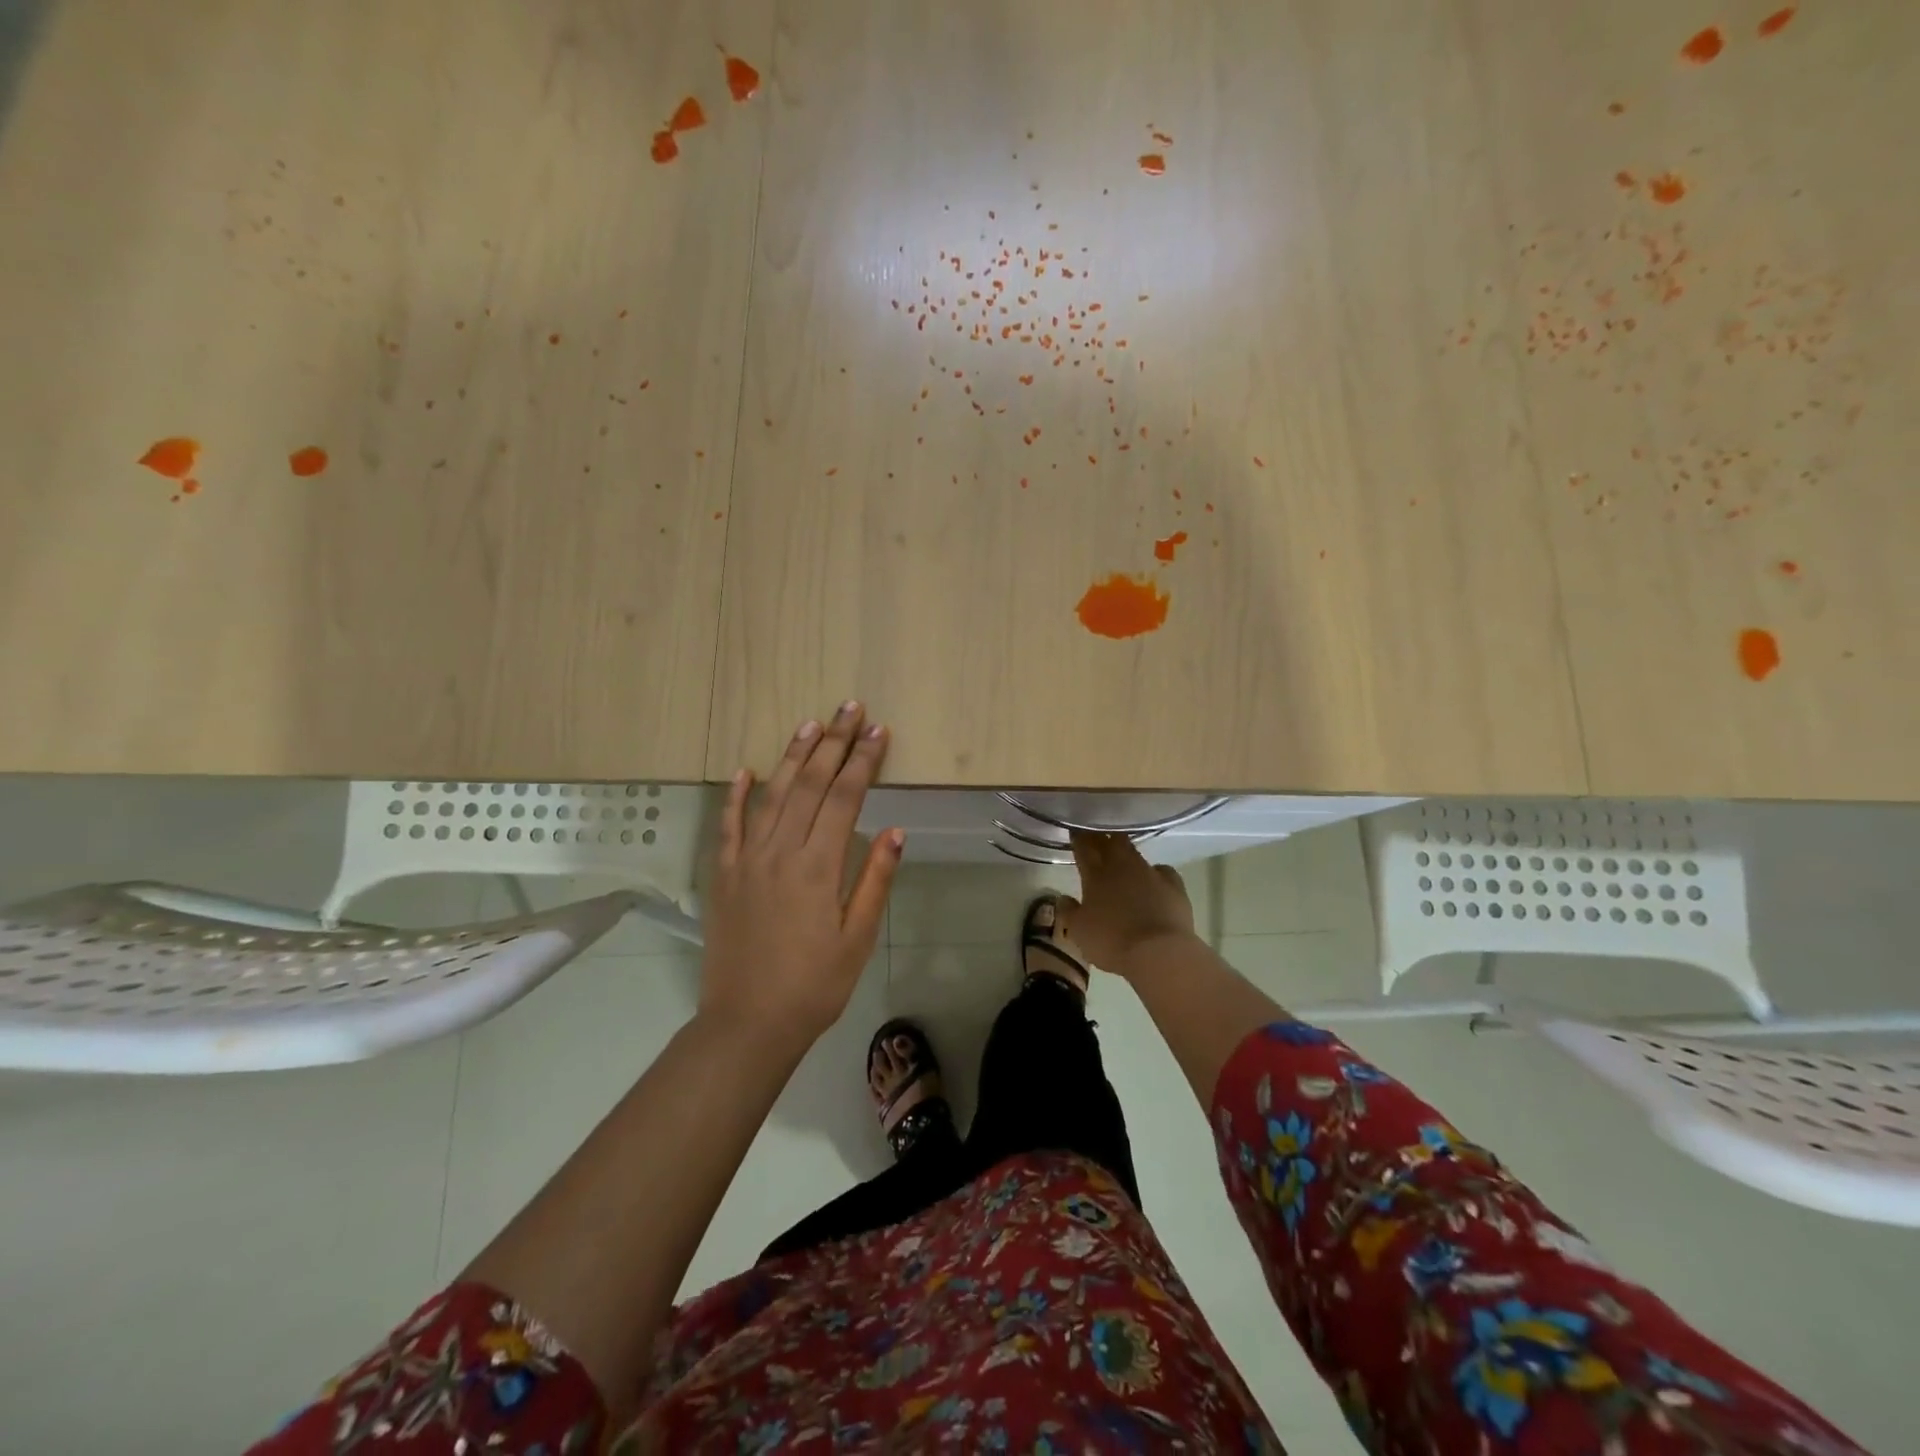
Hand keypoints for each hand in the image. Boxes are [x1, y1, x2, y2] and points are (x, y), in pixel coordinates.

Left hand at [699, 703, 903, 1045]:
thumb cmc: (814, 985)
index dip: (863, 761)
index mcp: (818, 867)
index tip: (879, 731)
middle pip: (809, 784)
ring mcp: (746, 861)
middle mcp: (780, 852)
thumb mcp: (857, 939)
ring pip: (771, 795)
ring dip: (792, 756)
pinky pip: (728, 825)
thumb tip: (894, 831)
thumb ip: (874, 881)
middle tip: (850, 708)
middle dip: (833, 743)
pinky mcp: (724, 875)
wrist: (747, 1023)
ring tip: (811, 724)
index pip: (844, 798)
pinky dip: (736, 795)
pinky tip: (745, 770)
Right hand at [1060, 832, 1195, 976]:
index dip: (1078, 837)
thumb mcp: (1078, 931)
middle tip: (1096, 838)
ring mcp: (1150, 873)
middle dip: (1102, 837)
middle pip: (1110, 841)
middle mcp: (1122, 866)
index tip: (1075, 831)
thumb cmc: (1111, 942)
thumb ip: (1068, 911)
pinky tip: (1154, 878)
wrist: (1158, 952)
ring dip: (1126, 851)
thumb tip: (1063, 897)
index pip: (1084, 847)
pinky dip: (1155, 871)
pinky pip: (1162, 870)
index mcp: (1096, 874)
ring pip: (1135, 852)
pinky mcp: (1174, 885)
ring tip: (1121, 855)